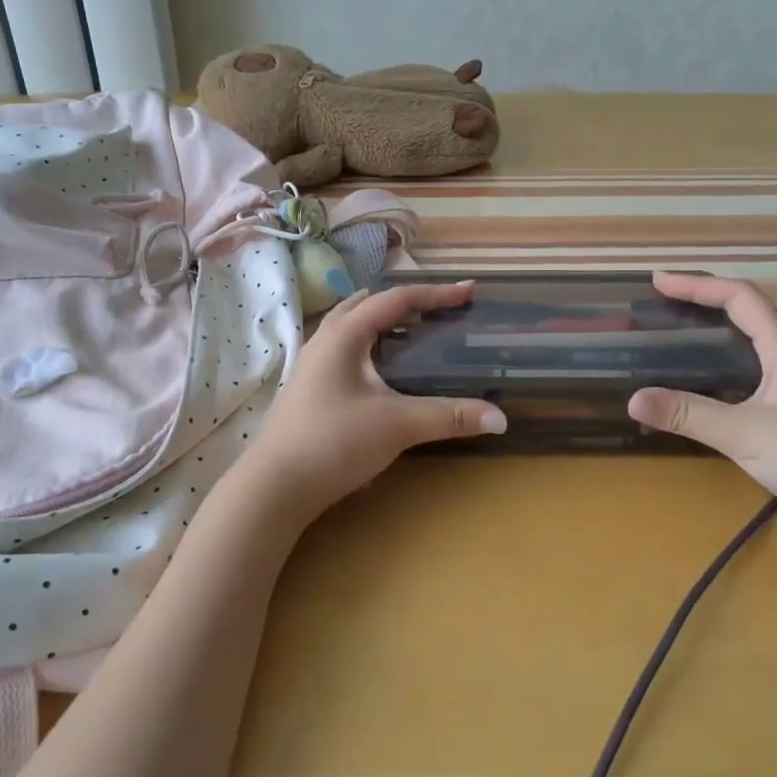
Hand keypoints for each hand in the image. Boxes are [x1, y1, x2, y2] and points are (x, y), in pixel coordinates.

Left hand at [247, 281, 504, 521]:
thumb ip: (449, 417)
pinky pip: (344, 351)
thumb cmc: (334, 442)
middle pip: (368, 305)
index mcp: (344, 334)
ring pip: (351, 328)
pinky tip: (382, 373)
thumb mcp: (397, 425)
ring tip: (413, 333)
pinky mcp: (309, 388)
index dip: (436, 294)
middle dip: (405, 302)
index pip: (396, 300)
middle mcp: (325, 340)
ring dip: (383, 323)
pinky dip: (370, 348)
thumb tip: (501, 419)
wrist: (275, 485)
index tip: (469, 291)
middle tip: (438, 309)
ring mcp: (312, 365)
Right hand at [628, 272, 776, 563]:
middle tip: (659, 311)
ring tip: (670, 349)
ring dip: (709, 346)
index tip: (660, 281)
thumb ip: (688, 415)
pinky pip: (745, 390)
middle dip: (702, 308)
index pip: (742, 299)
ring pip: (746, 358)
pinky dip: (716, 383)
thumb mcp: (746, 433)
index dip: (700, 284)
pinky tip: (696, 401)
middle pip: (745, 322)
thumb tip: (632, 399)